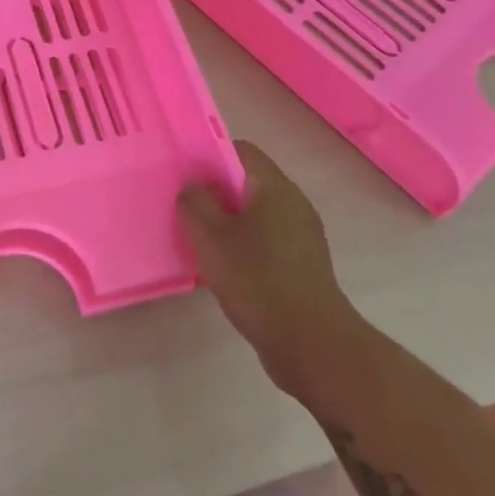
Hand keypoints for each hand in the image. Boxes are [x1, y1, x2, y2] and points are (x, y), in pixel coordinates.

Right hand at [180, 141, 362, 403]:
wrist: (311, 345)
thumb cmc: (258, 279)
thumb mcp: (210, 236)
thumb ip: (195, 202)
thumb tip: (194, 188)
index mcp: (276, 188)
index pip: (241, 150)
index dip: (208, 154)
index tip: (182, 171)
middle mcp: (294, 205)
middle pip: (247, 181)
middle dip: (214, 190)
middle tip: (182, 204)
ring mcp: (302, 237)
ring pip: (255, 213)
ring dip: (226, 220)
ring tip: (196, 236)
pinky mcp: (301, 266)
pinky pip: (265, 240)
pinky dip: (241, 244)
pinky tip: (221, 265)